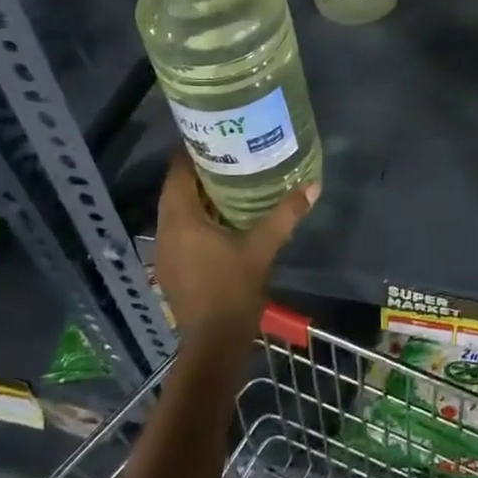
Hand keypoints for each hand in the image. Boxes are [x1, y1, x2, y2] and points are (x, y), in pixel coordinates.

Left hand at [153, 151, 317, 341]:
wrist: (214, 342)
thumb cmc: (233, 289)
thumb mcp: (263, 248)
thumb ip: (285, 215)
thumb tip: (313, 185)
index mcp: (181, 220)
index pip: (177, 172)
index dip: (192, 152)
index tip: (216, 136)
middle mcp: (165, 230)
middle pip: (175, 189)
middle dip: (198, 171)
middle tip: (229, 154)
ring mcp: (164, 251)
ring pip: (177, 210)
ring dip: (197, 196)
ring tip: (229, 180)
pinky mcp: (171, 267)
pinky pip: (180, 229)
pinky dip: (196, 217)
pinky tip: (222, 217)